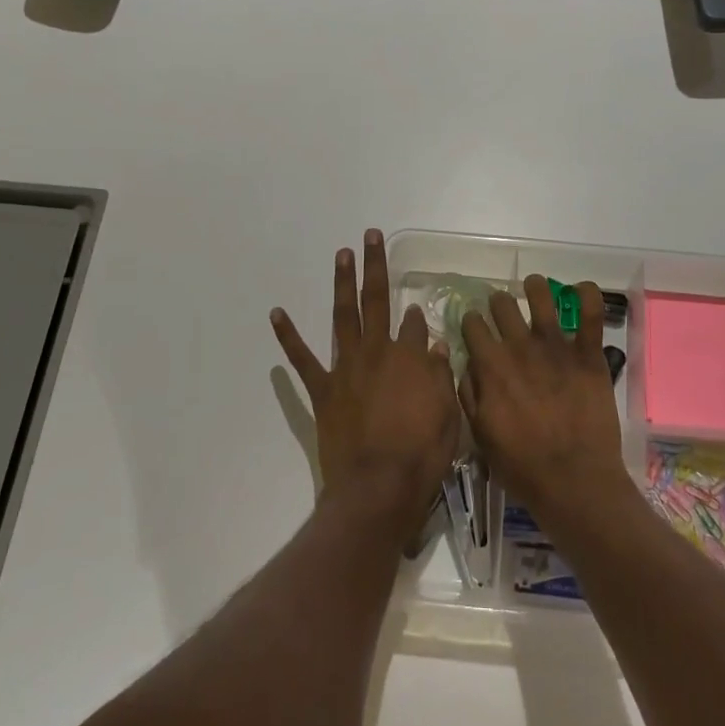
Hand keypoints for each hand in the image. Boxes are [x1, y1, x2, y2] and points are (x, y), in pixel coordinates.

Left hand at [271, 229, 459, 541]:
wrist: (378, 488)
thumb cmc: (421, 455)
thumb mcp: (447, 414)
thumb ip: (441, 375)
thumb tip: (437, 343)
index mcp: (411, 358)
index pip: (416, 325)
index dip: (418, 317)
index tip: (419, 311)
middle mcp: (378, 352)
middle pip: (377, 301)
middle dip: (375, 267)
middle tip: (369, 236)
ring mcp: (347, 368)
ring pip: (344, 317)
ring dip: (342, 284)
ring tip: (341, 255)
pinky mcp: (323, 389)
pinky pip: (303, 358)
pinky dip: (288, 336)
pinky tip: (276, 313)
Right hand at [461, 276, 634, 531]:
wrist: (573, 480)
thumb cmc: (521, 465)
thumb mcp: (479, 435)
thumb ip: (469, 394)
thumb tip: (466, 365)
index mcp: (491, 366)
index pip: (473, 325)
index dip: (471, 322)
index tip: (473, 326)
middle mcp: (520, 347)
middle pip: (502, 305)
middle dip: (498, 304)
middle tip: (502, 311)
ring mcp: (556, 347)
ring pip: (541, 298)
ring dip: (535, 287)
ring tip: (534, 286)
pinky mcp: (588, 355)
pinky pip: (591, 314)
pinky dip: (587, 295)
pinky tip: (581, 289)